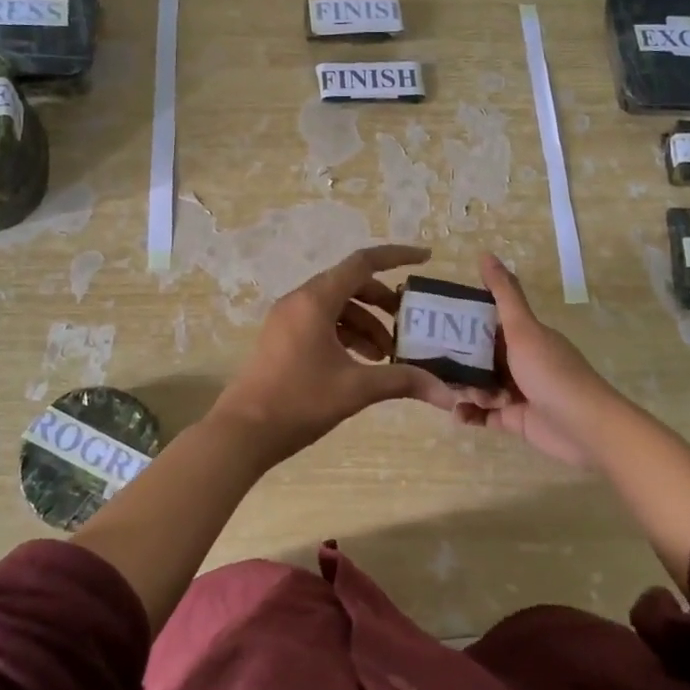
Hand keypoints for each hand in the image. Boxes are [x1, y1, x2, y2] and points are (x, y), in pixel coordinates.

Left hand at [209, 245, 455, 469]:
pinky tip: (358, 363)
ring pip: (335, 306)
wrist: (242, 432)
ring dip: (364, 324)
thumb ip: (403, 381)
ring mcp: (286, 318)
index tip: (425, 259)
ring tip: (385, 356)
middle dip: (382, 303)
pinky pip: (319, 322)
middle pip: (350, 285)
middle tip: (407, 325)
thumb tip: (448, 392)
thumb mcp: (356, 389)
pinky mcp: (280, 337)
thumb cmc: (299, 402)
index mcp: (316, 300)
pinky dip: (344, 334)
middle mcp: (299, 300)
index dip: (397, 256)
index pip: (363, 263)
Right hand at [453, 254, 624, 466]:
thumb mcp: (523, 329)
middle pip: (479, 355)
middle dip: (456, 359)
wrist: (584, 427)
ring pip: (478, 384)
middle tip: (431, 363)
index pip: (488, 323)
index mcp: (524, 335)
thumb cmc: (551, 372)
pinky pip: (483, 415)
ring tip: (450, 394)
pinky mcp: (514, 419)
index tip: (435, 321)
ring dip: (462, 388)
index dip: (463, 321)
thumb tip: (485, 254)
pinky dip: (469, 414)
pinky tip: (457, 415)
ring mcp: (516, 390)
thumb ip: (503, 294)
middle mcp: (520, 360)